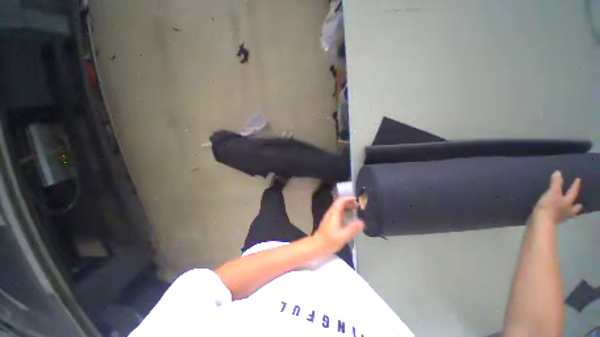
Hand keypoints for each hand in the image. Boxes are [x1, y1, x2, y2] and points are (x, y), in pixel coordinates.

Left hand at [311, 197, 364, 254]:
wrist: (317, 245)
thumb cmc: (329, 241)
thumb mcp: (343, 236)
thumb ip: (352, 229)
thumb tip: (362, 222)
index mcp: (334, 213)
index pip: (340, 201)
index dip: (348, 198)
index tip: (357, 199)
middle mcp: (331, 212)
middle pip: (340, 202)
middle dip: (349, 202)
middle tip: (359, 205)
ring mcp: (330, 216)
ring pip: (339, 207)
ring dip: (347, 206)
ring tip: (356, 210)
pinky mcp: (329, 220)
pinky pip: (338, 211)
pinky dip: (344, 211)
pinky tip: (349, 217)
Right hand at [531, 171, 582, 225]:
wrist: (540, 222)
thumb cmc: (548, 206)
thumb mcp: (552, 192)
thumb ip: (555, 183)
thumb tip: (558, 172)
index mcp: (568, 202)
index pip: (573, 192)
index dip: (575, 185)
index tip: (578, 179)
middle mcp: (567, 210)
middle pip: (574, 207)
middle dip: (576, 205)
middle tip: (579, 204)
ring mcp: (560, 217)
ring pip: (568, 214)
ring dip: (569, 211)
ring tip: (570, 210)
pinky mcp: (553, 222)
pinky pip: (560, 217)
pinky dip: (560, 216)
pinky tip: (558, 215)